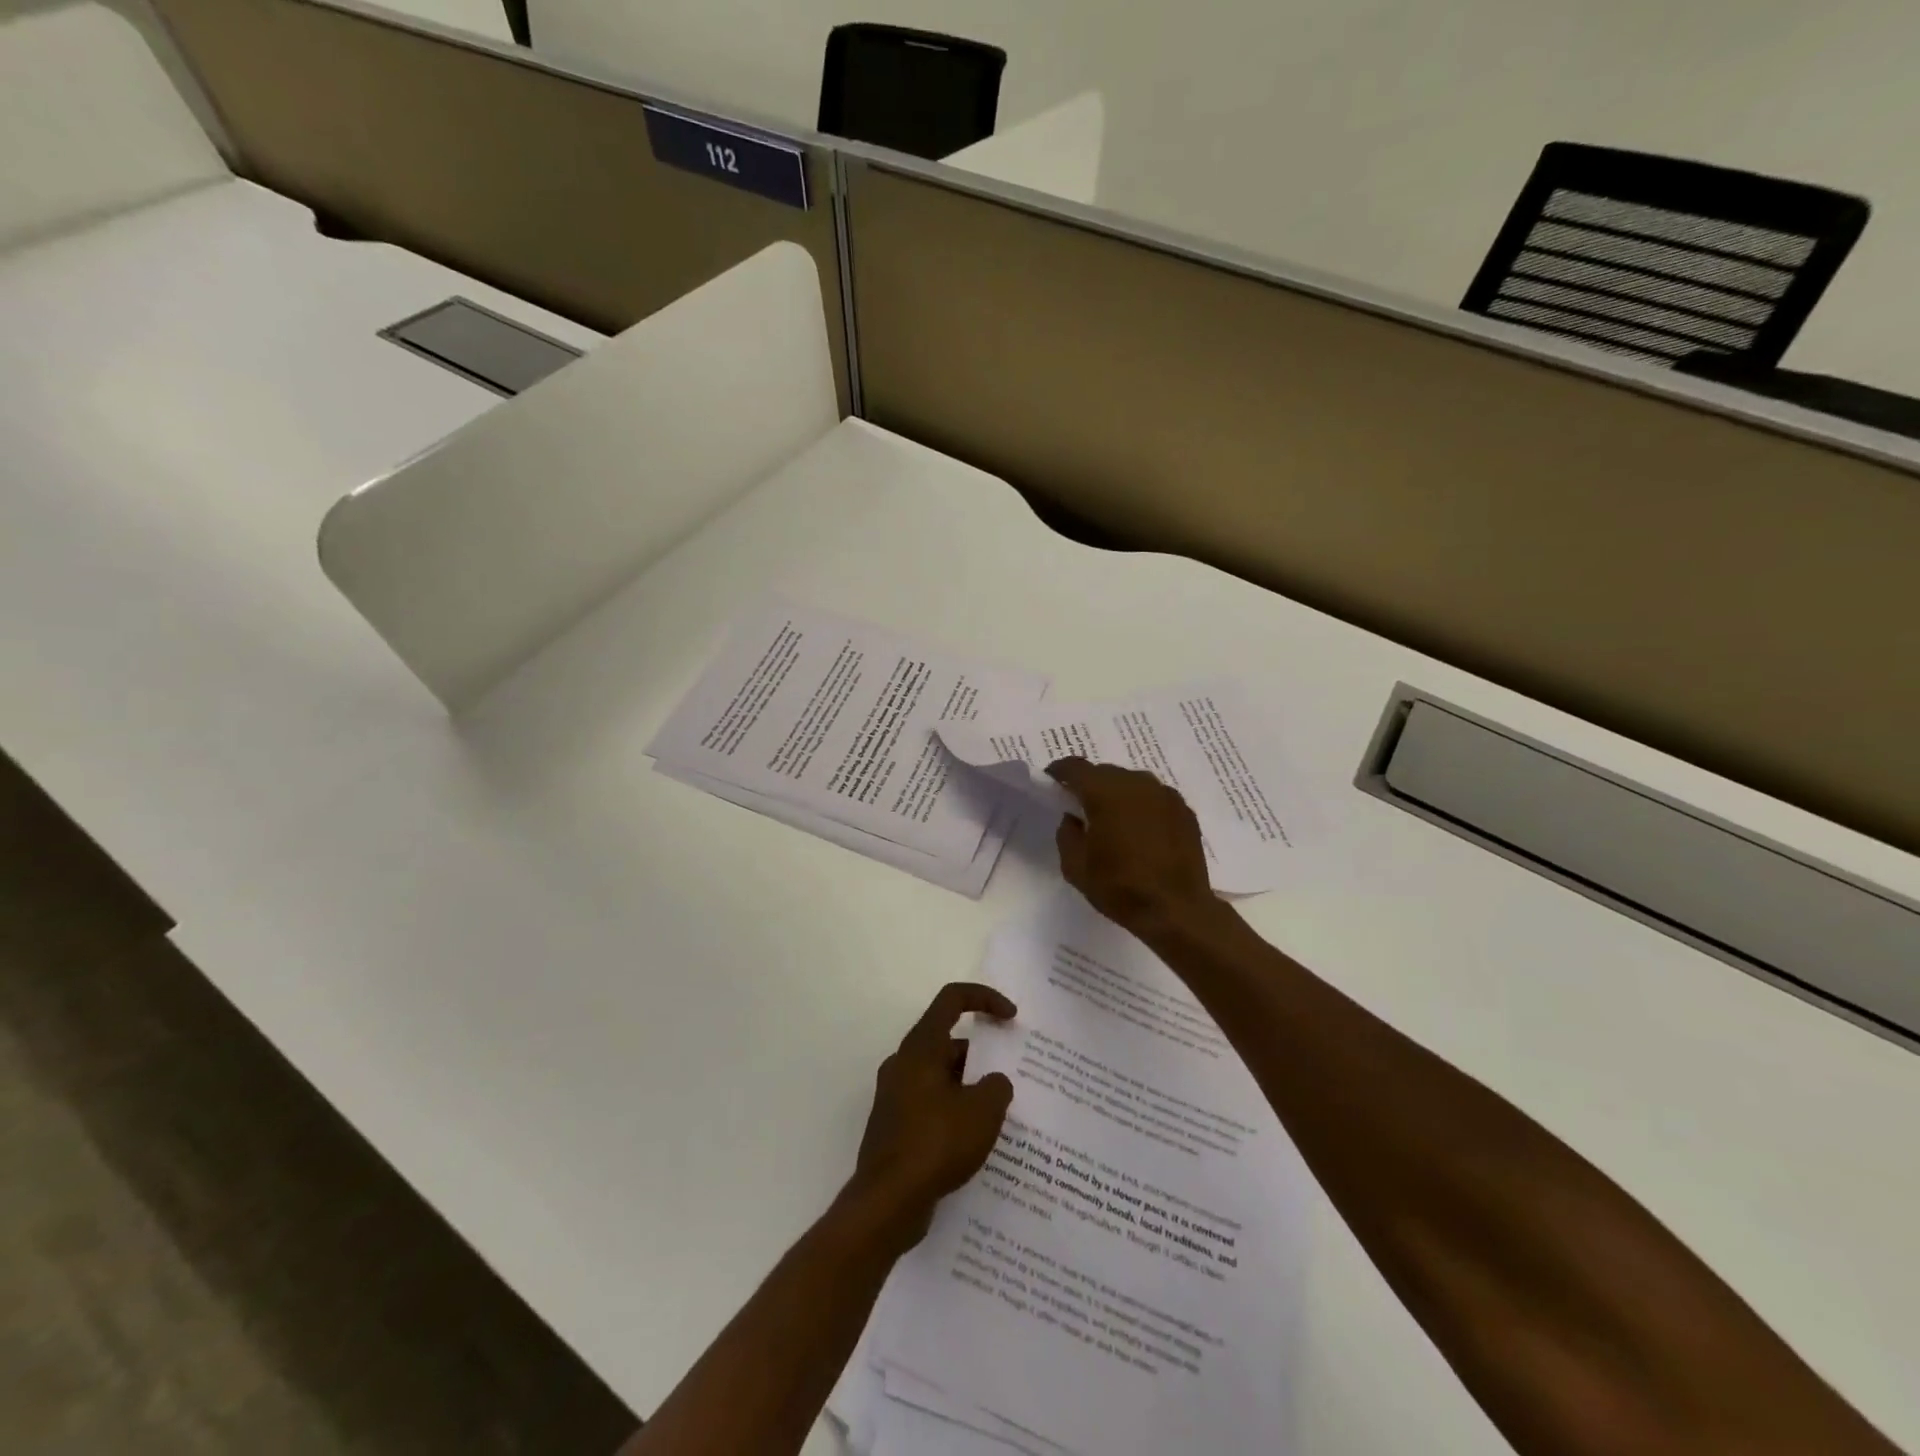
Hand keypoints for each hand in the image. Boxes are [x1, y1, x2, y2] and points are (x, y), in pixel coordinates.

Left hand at [848, 983, 1017, 1250]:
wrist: (886, 1202)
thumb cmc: (935, 1144)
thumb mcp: (983, 1111)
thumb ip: (997, 1087)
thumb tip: (992, 1083)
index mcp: (921, 1047)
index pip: (952, 999)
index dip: (985, 998)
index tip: (1011, 1018)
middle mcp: (903, 1063)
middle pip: (947, 1041)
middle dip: (982, 1054)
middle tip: (1010, 1078)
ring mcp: (895, 1096)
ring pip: (940, 1076)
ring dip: (969, 1086)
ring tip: (1000, 1114)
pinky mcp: (894, 1126)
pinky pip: (931, 1104)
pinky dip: (954, 1111)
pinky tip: (975, 1141)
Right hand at [1048, 758, 1216, 935]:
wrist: (1177, 910)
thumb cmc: (1120, 888)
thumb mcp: (1075, 867)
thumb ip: (1067, 835)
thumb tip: (1073, 819)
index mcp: (1105, 792)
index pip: (1075, 767)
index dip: (1060, 771)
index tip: (1052, 782)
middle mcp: (1137, 783)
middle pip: (1105, 772)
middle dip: (1090, 785)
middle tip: (1082, 809)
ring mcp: (1165, 795)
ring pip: (1133, 783)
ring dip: (1119, 795)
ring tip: (1115, 821)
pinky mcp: (1185, 810)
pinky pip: (1155, 798)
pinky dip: (1143, 807)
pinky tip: (1142, 832)